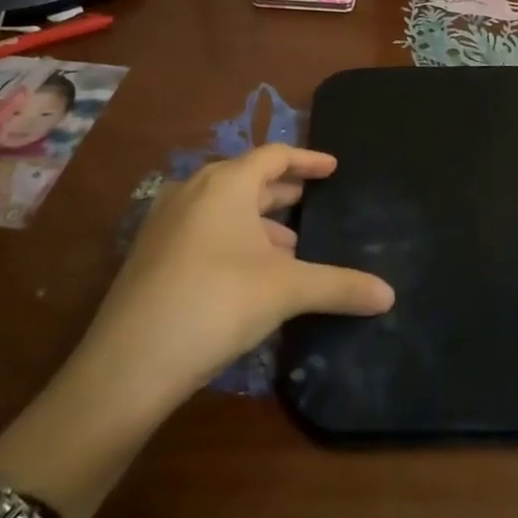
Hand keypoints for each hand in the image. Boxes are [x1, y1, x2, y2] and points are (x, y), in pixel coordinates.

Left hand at [80, 145, 393, 413]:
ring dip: (259, 221)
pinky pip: (204, 230)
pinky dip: (233, 239)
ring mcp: (166, 221)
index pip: (274, 155)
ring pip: (224, 208)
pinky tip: (250, 272)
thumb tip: (390, 295)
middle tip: (313, 201)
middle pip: (247, 179)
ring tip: (290, 246)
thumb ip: (339, 286)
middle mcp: (193, 191)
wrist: (128, 363)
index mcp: (226, 183)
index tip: (333, 167)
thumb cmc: (216, 303)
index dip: (307, 159)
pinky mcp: (151, 254)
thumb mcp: (285, 291)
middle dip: (283, 191)